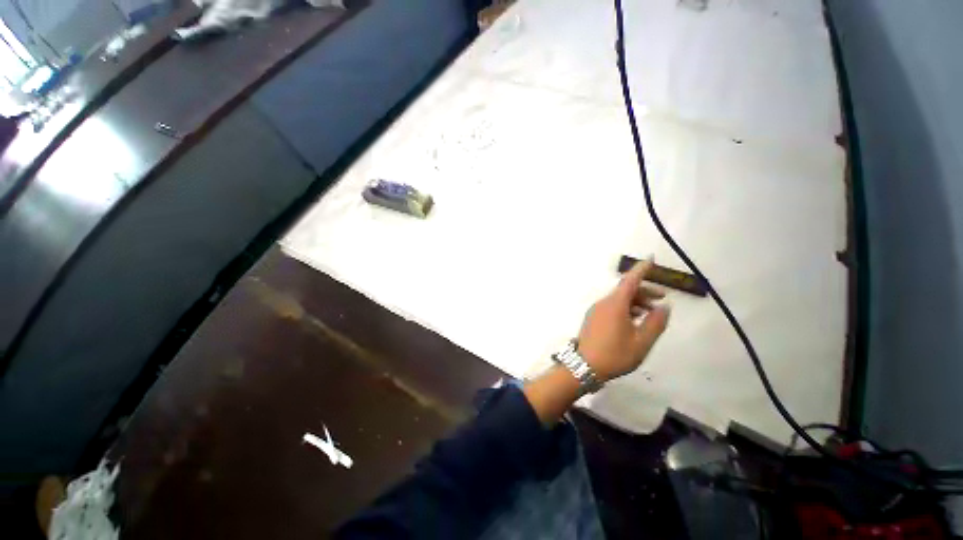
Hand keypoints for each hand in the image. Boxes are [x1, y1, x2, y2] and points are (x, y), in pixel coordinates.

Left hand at [577, 258, 670, 381]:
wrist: (583, 366)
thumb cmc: (614, 354)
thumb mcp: (641, 342)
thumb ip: (655, 323)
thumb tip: (665, 307)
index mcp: (615, 304)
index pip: (630, 280)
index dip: (642, 269)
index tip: (651, 258)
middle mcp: (603, 303)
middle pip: (625, 290)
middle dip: (644, 291)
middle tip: (661, 298)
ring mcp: (596, 310)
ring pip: (618, 299)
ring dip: (636, 301)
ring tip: (651, 313)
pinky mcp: (593, 318)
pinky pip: (611, 307)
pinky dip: (625, 308)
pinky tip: (634, 320)